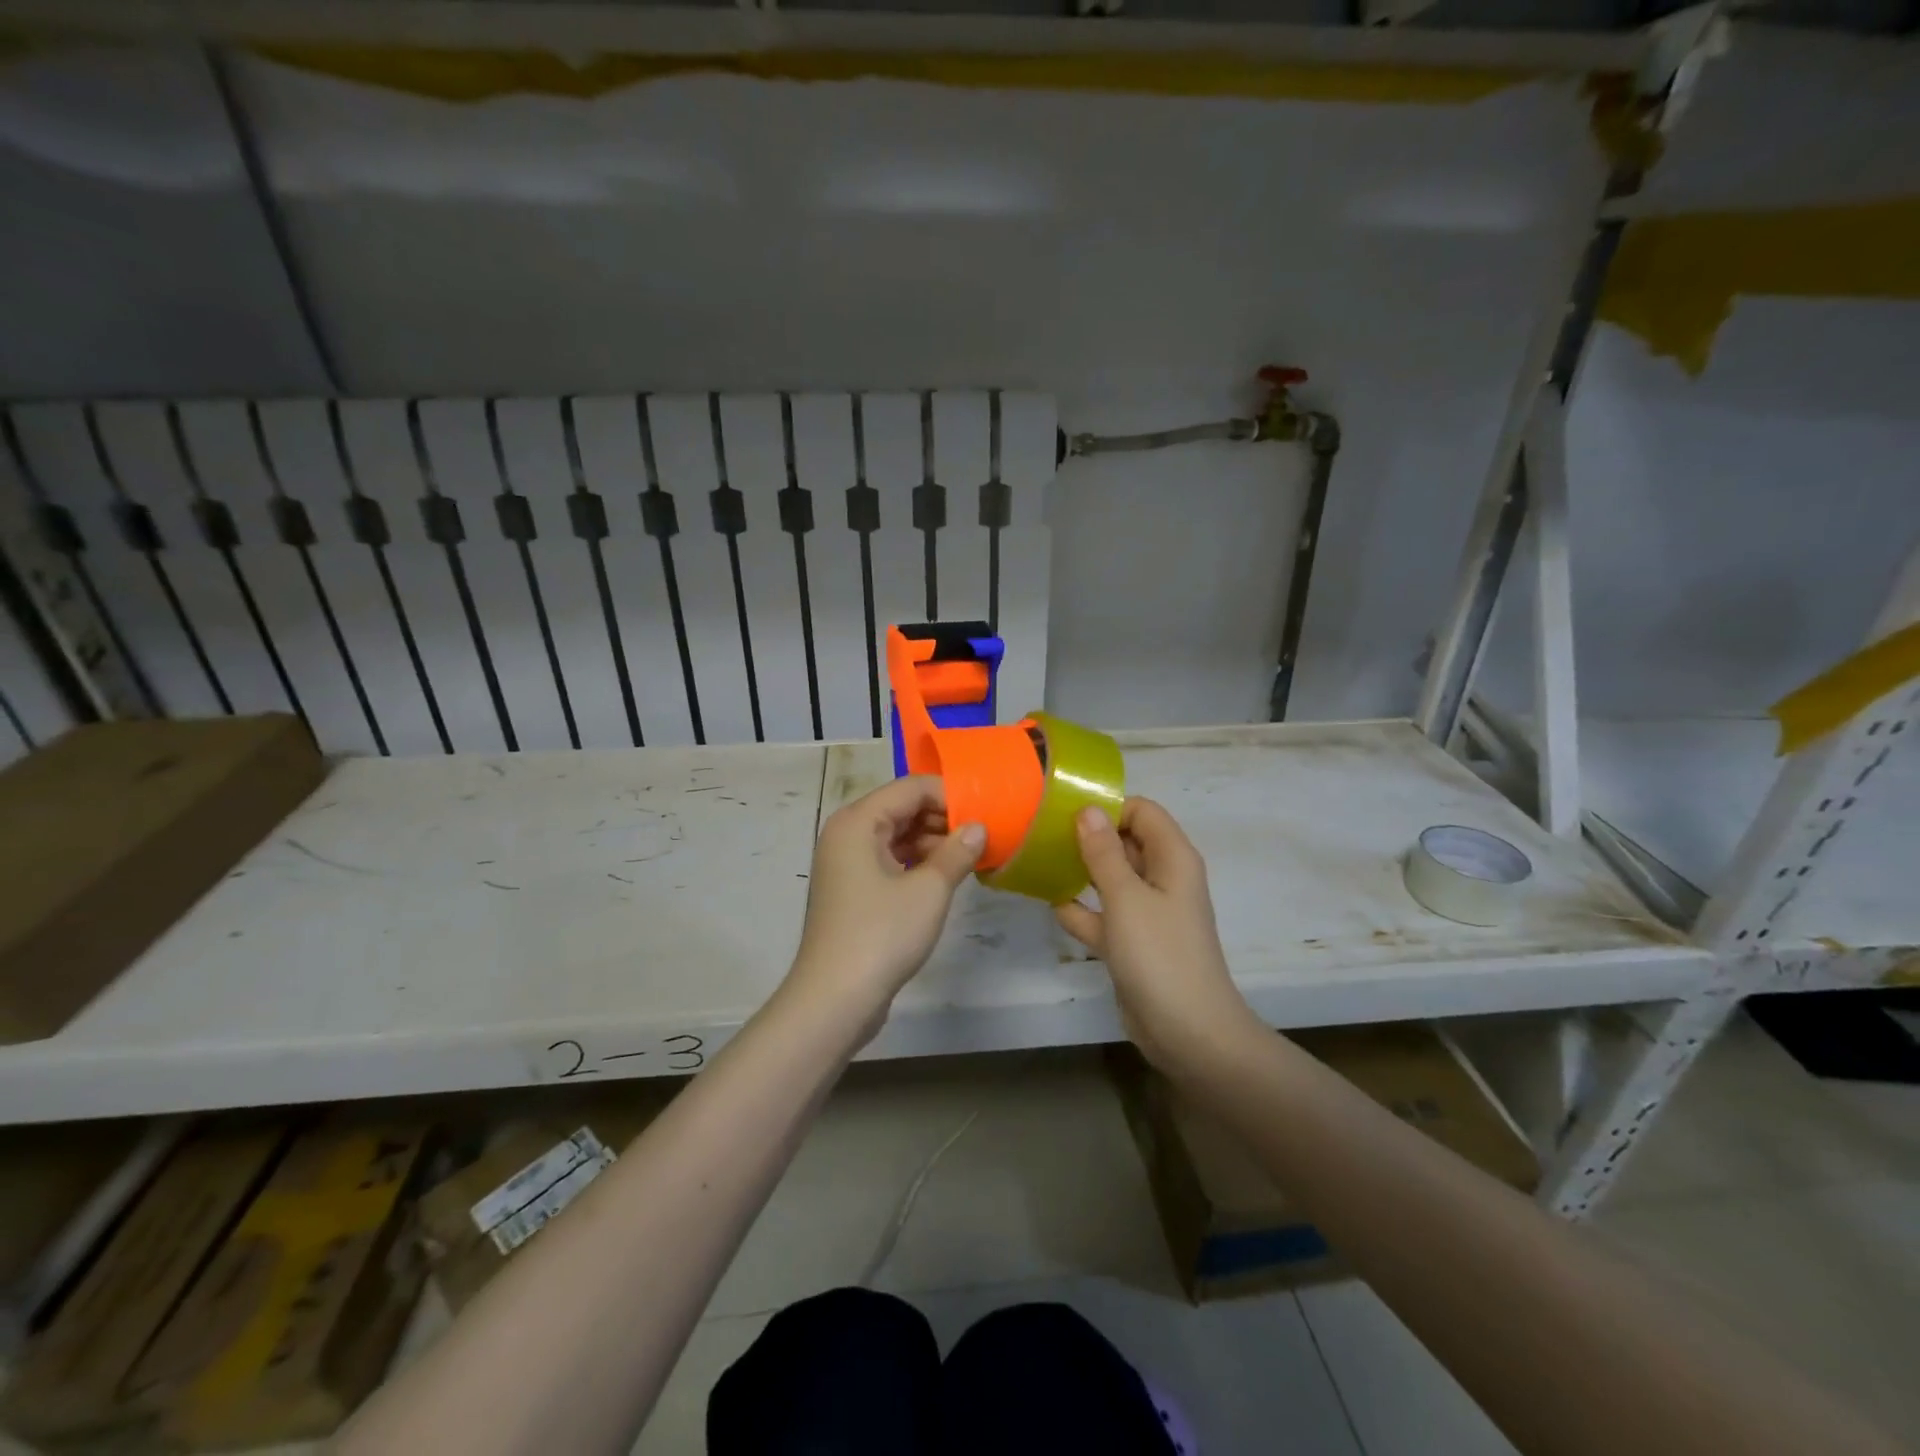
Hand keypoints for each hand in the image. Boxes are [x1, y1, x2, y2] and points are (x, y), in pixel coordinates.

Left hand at [787, 776, 984, 1021]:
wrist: (834, 999)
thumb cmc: (882, 935)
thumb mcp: (929, 890)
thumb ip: (957, 852)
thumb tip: (979, 828)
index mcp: (857, 821)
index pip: (911, 788)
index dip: (951, 796)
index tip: (987, 814)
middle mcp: (847, 833)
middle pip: (902, 809)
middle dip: (943, 819)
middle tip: (983, 837)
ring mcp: (846, 863)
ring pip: (897, 836)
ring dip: (933, 843)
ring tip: (970, 858)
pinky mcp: (852, 889)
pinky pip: (889, 860)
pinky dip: (917, 864)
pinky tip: (946, 877)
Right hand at [1056, 799, 1259, 1072]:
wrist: (1188, 1032)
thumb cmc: (1160, 954)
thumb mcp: (1126, 898)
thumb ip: (1104, 853)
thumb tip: (1088, 809)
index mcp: (1172, 859)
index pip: (1142, 812)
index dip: (1109, 807)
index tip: (1066, 811)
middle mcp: (1162, 878)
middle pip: (1125, 842)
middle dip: (1089, 836)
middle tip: (1042, 832)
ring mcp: (1147, 912)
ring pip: (1112, 878)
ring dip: (1081, 870)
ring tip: (1039, 860)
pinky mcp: (1133, 942)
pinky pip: (1104, 914)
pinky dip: (1081, 909)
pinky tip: (1050, 903)